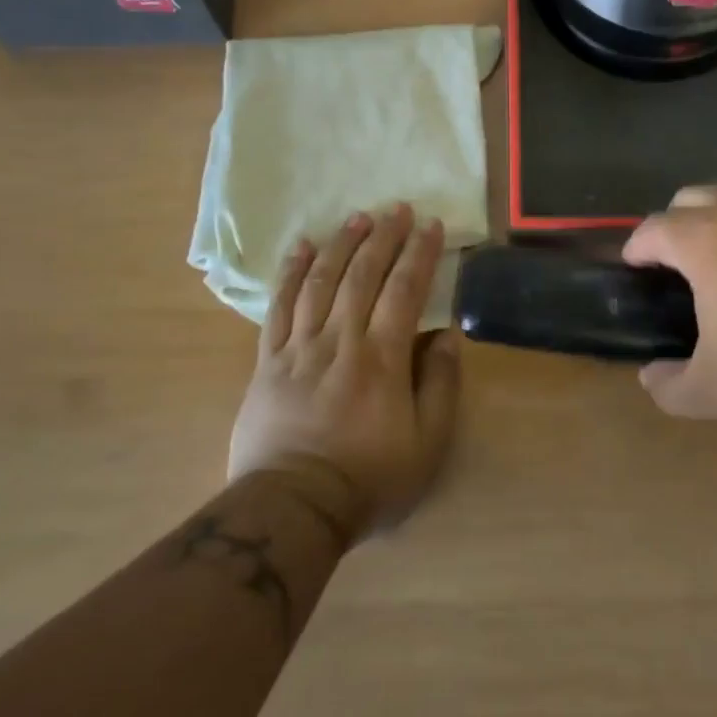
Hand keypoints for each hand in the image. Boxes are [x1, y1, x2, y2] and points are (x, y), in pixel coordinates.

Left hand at [228, 204, 460, 542]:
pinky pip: (278, 307)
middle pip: (362, 276)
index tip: (431, 225)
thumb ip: (441, 386)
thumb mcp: (427, 445)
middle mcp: (341, 341)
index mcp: (382, 358)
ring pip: (320, 282)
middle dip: (383, 238)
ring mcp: (299, 348)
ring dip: (340, 245)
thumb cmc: (368, 479)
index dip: (419, 254)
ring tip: (357, 218)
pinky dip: (289, 274)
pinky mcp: (268, 361)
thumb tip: (448, 337)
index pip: (404, 291)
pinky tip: (300, 248)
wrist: (292, 508)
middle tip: (396, 208)